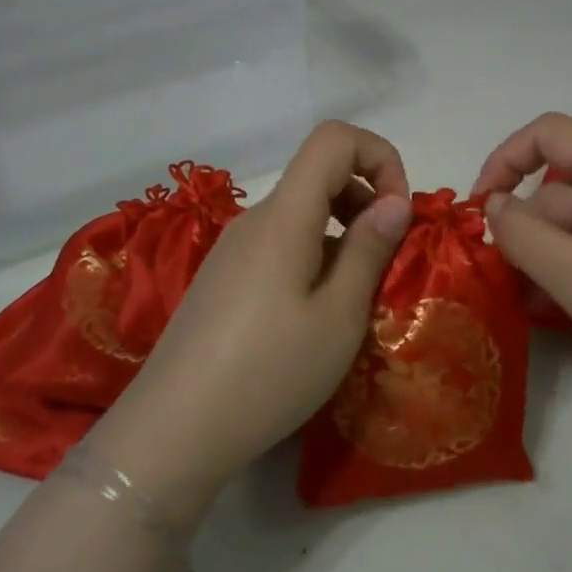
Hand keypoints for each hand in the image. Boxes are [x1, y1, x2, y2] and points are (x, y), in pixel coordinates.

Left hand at [88, 121, 412, 525]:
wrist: (173, 432)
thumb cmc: (268, 373)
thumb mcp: (338, 316)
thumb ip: (368, 249)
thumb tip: (395, 200)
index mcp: (284, 217)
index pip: (333, 138)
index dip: (379, 157)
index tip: (398, 213)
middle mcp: (255, 220)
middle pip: (319, 173)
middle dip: (368, 198)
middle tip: (388, 259)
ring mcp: (234, 250)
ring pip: (302, 213)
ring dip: (343, 233)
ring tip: (358, 294)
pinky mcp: (224, 279)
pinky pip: (281, 244)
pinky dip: (315, 256)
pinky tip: (317, 314)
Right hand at [472, 112, 571, 420]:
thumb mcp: (571, 272)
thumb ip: (520, 234)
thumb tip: (494, 207)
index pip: (548, 132)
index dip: (504, 161)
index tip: (481, 210)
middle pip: (564, 186)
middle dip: (529, 228)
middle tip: (510, 280)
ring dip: (553, 254)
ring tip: (538, 304)